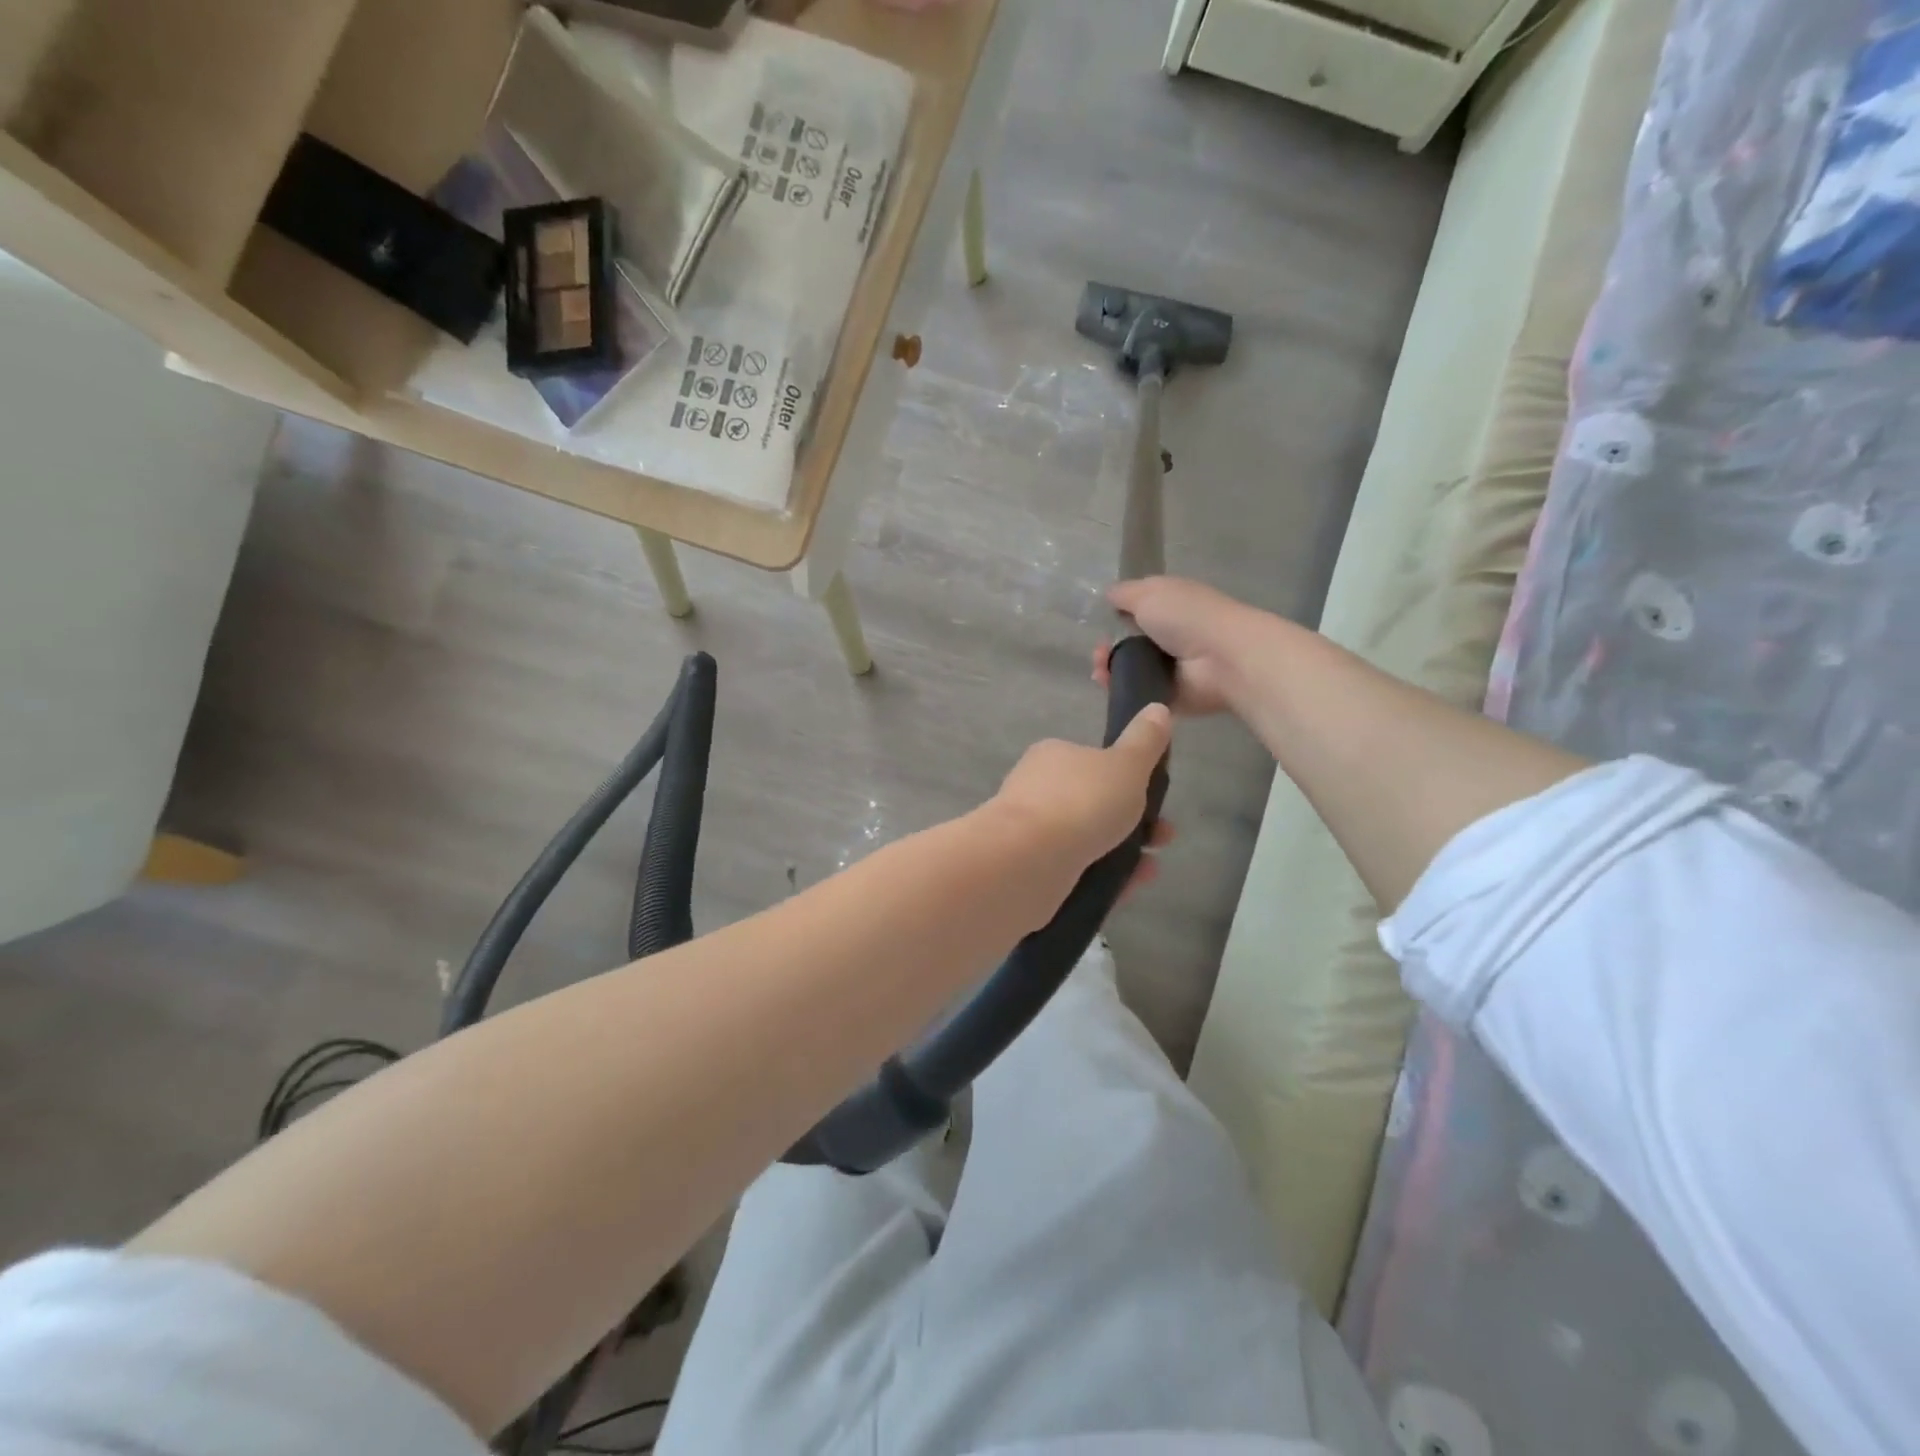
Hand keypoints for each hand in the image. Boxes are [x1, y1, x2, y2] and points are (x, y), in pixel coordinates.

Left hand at [991, 705, 1174, 902]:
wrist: (1026, 862)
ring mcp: (1029, 832)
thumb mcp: (1126, 765)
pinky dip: (1101, 879)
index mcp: (1052, 757)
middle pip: (1092, 804)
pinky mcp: (1028, 869)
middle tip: (1163, 838)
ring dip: (1122, 853)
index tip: (1157, 797)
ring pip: (1085, 841)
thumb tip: (1158, 709)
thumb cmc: (1080, 802)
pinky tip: (1125, 889)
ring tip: (1150, 869)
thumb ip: (1145, 741)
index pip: (1093, 762)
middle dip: (1134, 821)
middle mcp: (1036, 790)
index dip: (1129, 779)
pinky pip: (1073, 872)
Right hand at [1094, 577, 1269, 716]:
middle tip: (1099, 652)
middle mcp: (1169, 637)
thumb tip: (1109, 596)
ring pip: (1127, 671)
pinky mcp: (1167, 696)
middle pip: (1127, 644)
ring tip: (1101, 671)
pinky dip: (1119, 691)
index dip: (1114, 616)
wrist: (1221, 659)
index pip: (1135, 611)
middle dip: (1106, 647)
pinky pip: (1135, 694)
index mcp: (1169, 607)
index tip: (1102, 622)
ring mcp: (1168, 669)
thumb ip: (1124, 594)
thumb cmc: (1187, 616)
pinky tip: (1109, 685)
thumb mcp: (1149, 592)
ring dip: (1108, 669)